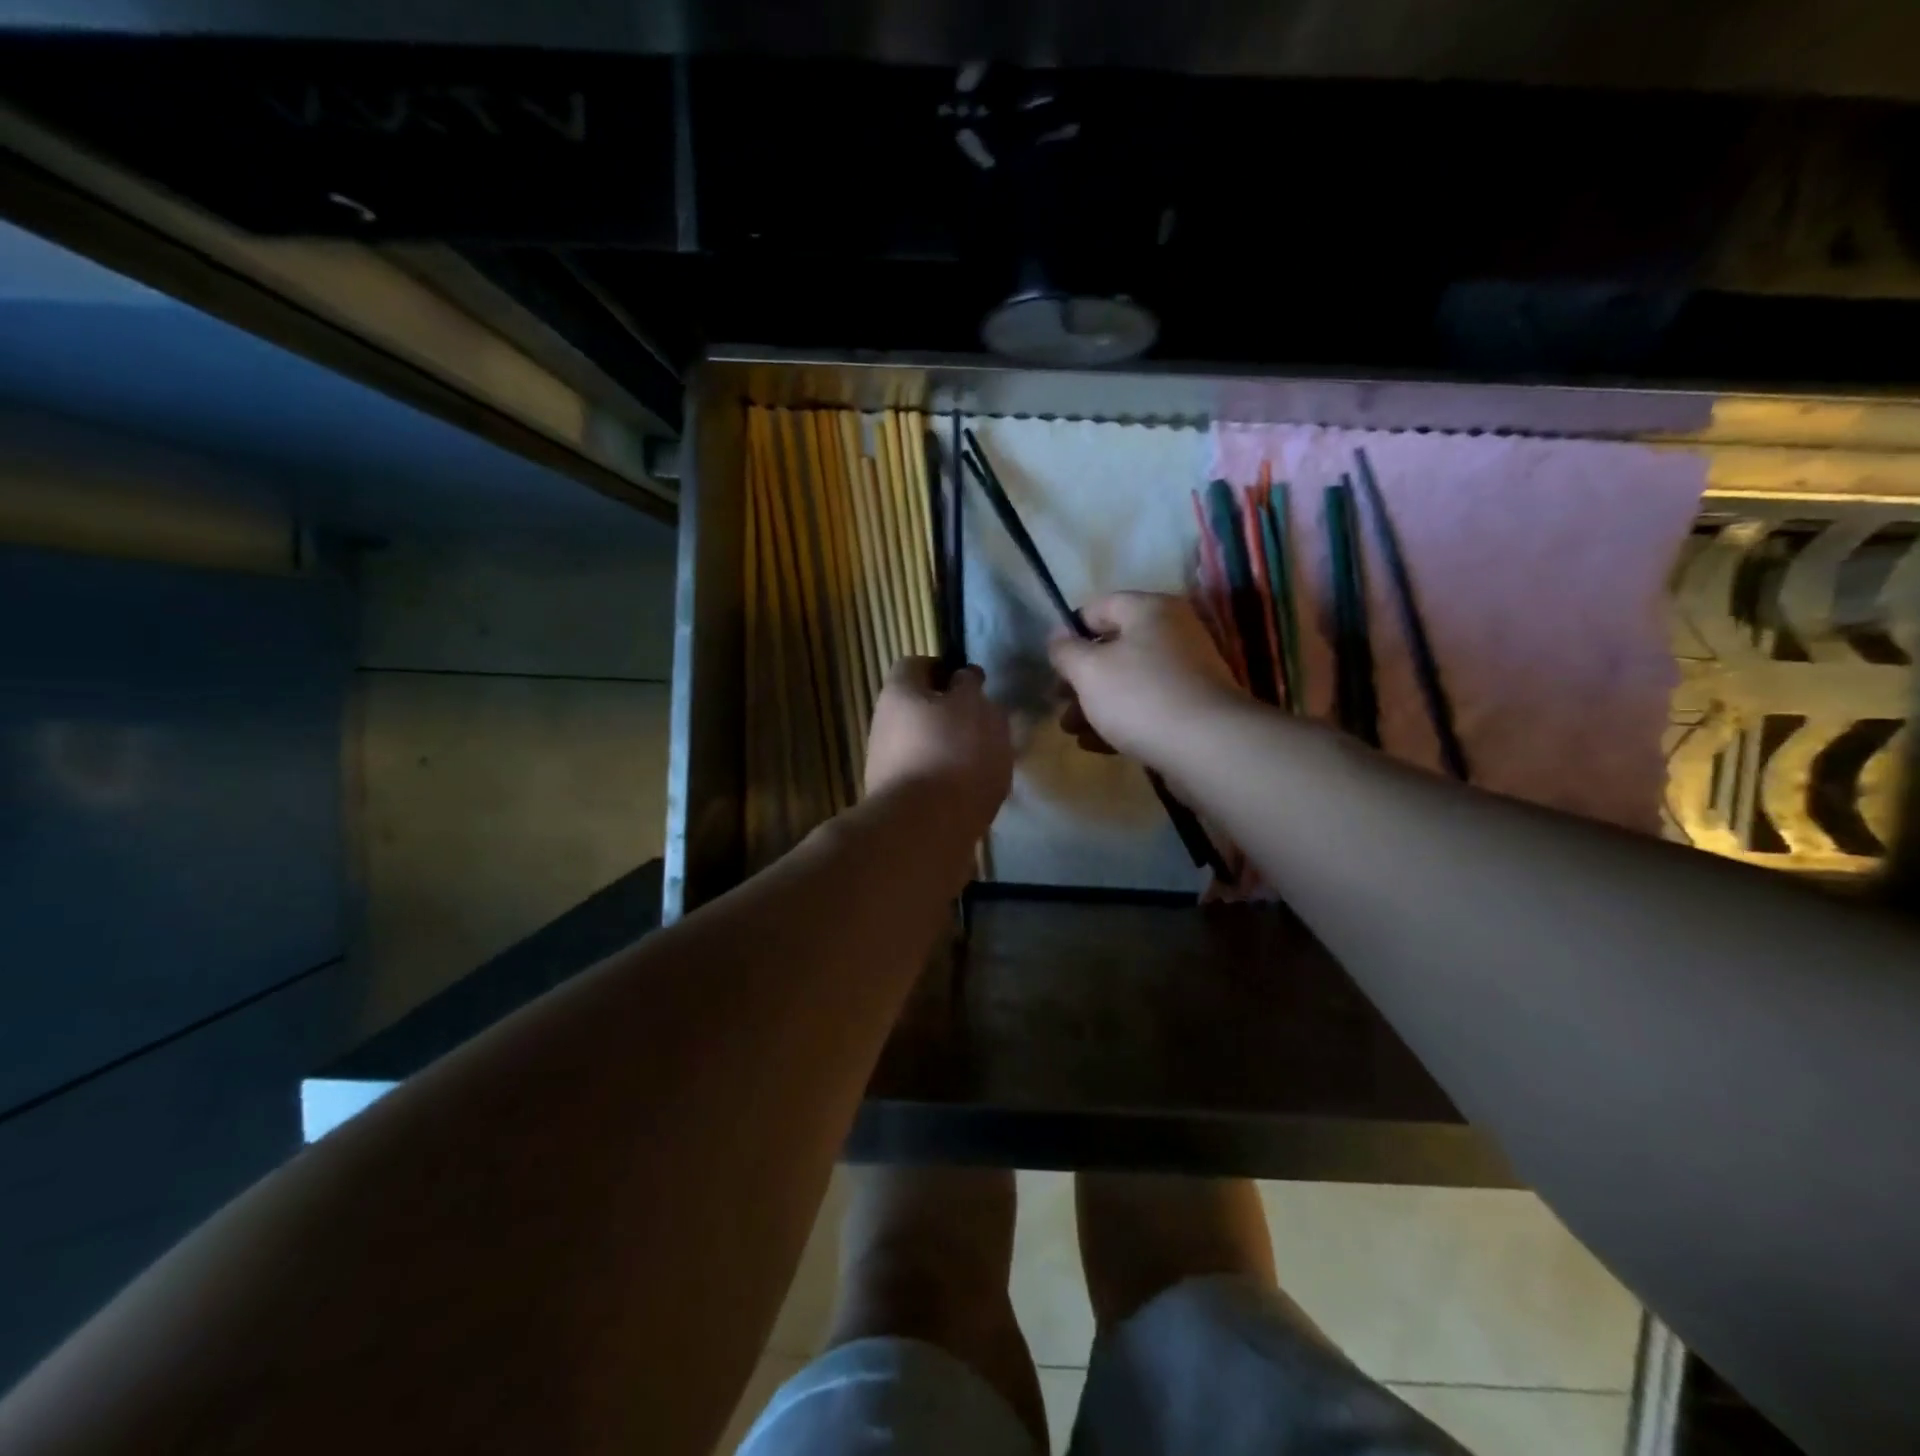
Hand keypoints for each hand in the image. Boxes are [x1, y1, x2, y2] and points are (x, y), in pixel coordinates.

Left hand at [865, 658, 1013, 833]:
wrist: (925, 829)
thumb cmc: (954, 753)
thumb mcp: (974, 707)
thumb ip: (970, 688)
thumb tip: (962, 680)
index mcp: (898, 693)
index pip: (916, 665)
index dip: (944, 669)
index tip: (971, 684)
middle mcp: (884, 725)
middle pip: (918, 709)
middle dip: (951, 715)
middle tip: (986, 726)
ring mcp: (886, 766)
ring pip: (925, 746)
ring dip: (953, 751)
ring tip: (987, 765)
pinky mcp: (898, 801)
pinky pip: (929, 780)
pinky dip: (950, 783)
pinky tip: (974, 795)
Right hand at [1047, 593, 1246, 764]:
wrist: (1207, 747)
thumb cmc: (1140, 696)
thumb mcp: (1088, 670)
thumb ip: (1065, 651)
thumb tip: (1058, 638)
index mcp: (1150, 610)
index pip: (1099, 607)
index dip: (1069, 632)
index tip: (1052, 662)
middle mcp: (1172, 634)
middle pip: (1113, 648)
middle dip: (1080, 678)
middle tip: (1058, 702)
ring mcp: (1185, 672)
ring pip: (1128, 682)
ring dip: (1094, 704)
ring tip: (1071, 731)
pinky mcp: (1191, 708)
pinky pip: (1147, 707)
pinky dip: (1119, 721)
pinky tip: (1095, 745)